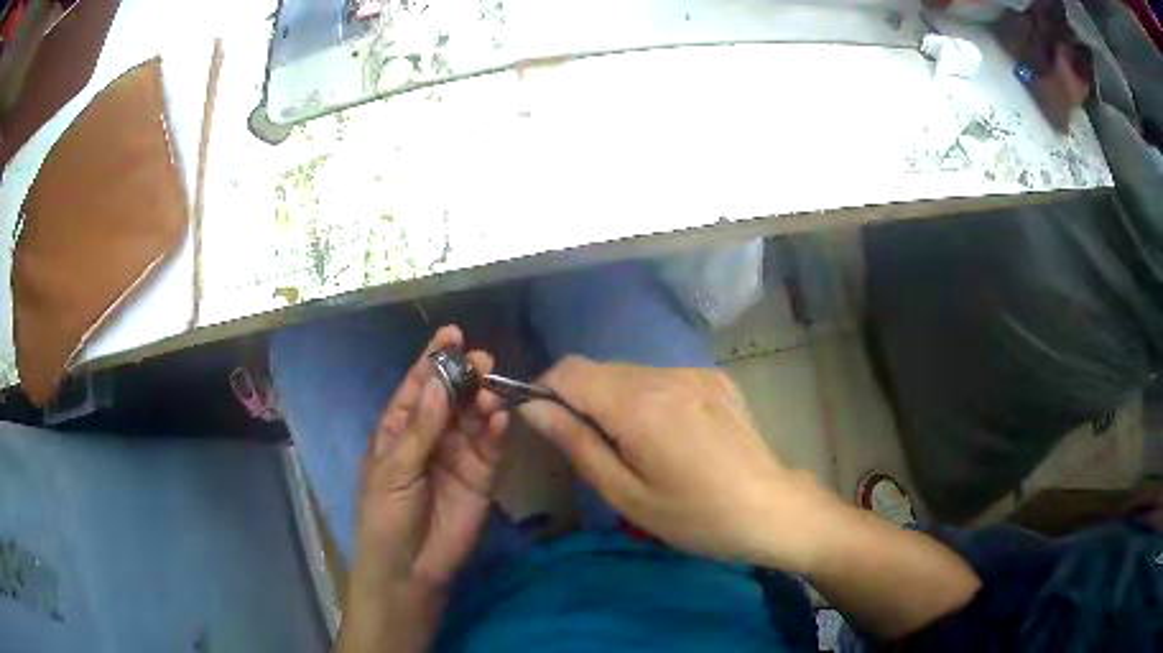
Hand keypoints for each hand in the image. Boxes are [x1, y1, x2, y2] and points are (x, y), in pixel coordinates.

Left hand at [340, 326, 507, 652]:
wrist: (409, 566)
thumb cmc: (386, 514)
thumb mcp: (394, 469)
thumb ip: (420, 428)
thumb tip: (438, 382)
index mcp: (399, 428)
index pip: (417, 386)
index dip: (433, 359)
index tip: (452, 333)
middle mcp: (431, 435)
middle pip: (450, 397)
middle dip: (464, 376)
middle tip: (481, 360)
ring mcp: (457, 455)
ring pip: (473, 418)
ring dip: (482, 400)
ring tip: (491, 388)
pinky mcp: (481, 476)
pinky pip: (490, 447)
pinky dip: (495, 431)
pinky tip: (498, 417)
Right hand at [518, 357, 836, 572]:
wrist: (772, 509)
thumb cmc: (696, 517)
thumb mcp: (627, 494)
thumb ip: (577, 444)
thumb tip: (533, 408)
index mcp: (640, 405)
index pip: (570, 371)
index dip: (546, 390)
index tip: (546, 423)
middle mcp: (666, 375)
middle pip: (599, 369)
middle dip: (581, 399)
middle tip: (593, 448)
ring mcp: (695, 373)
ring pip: (629, 373)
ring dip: (615, 400)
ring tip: (635, 447)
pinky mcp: (715, 378)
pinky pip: (662, 378)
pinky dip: (647, 399)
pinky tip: (669, 436)